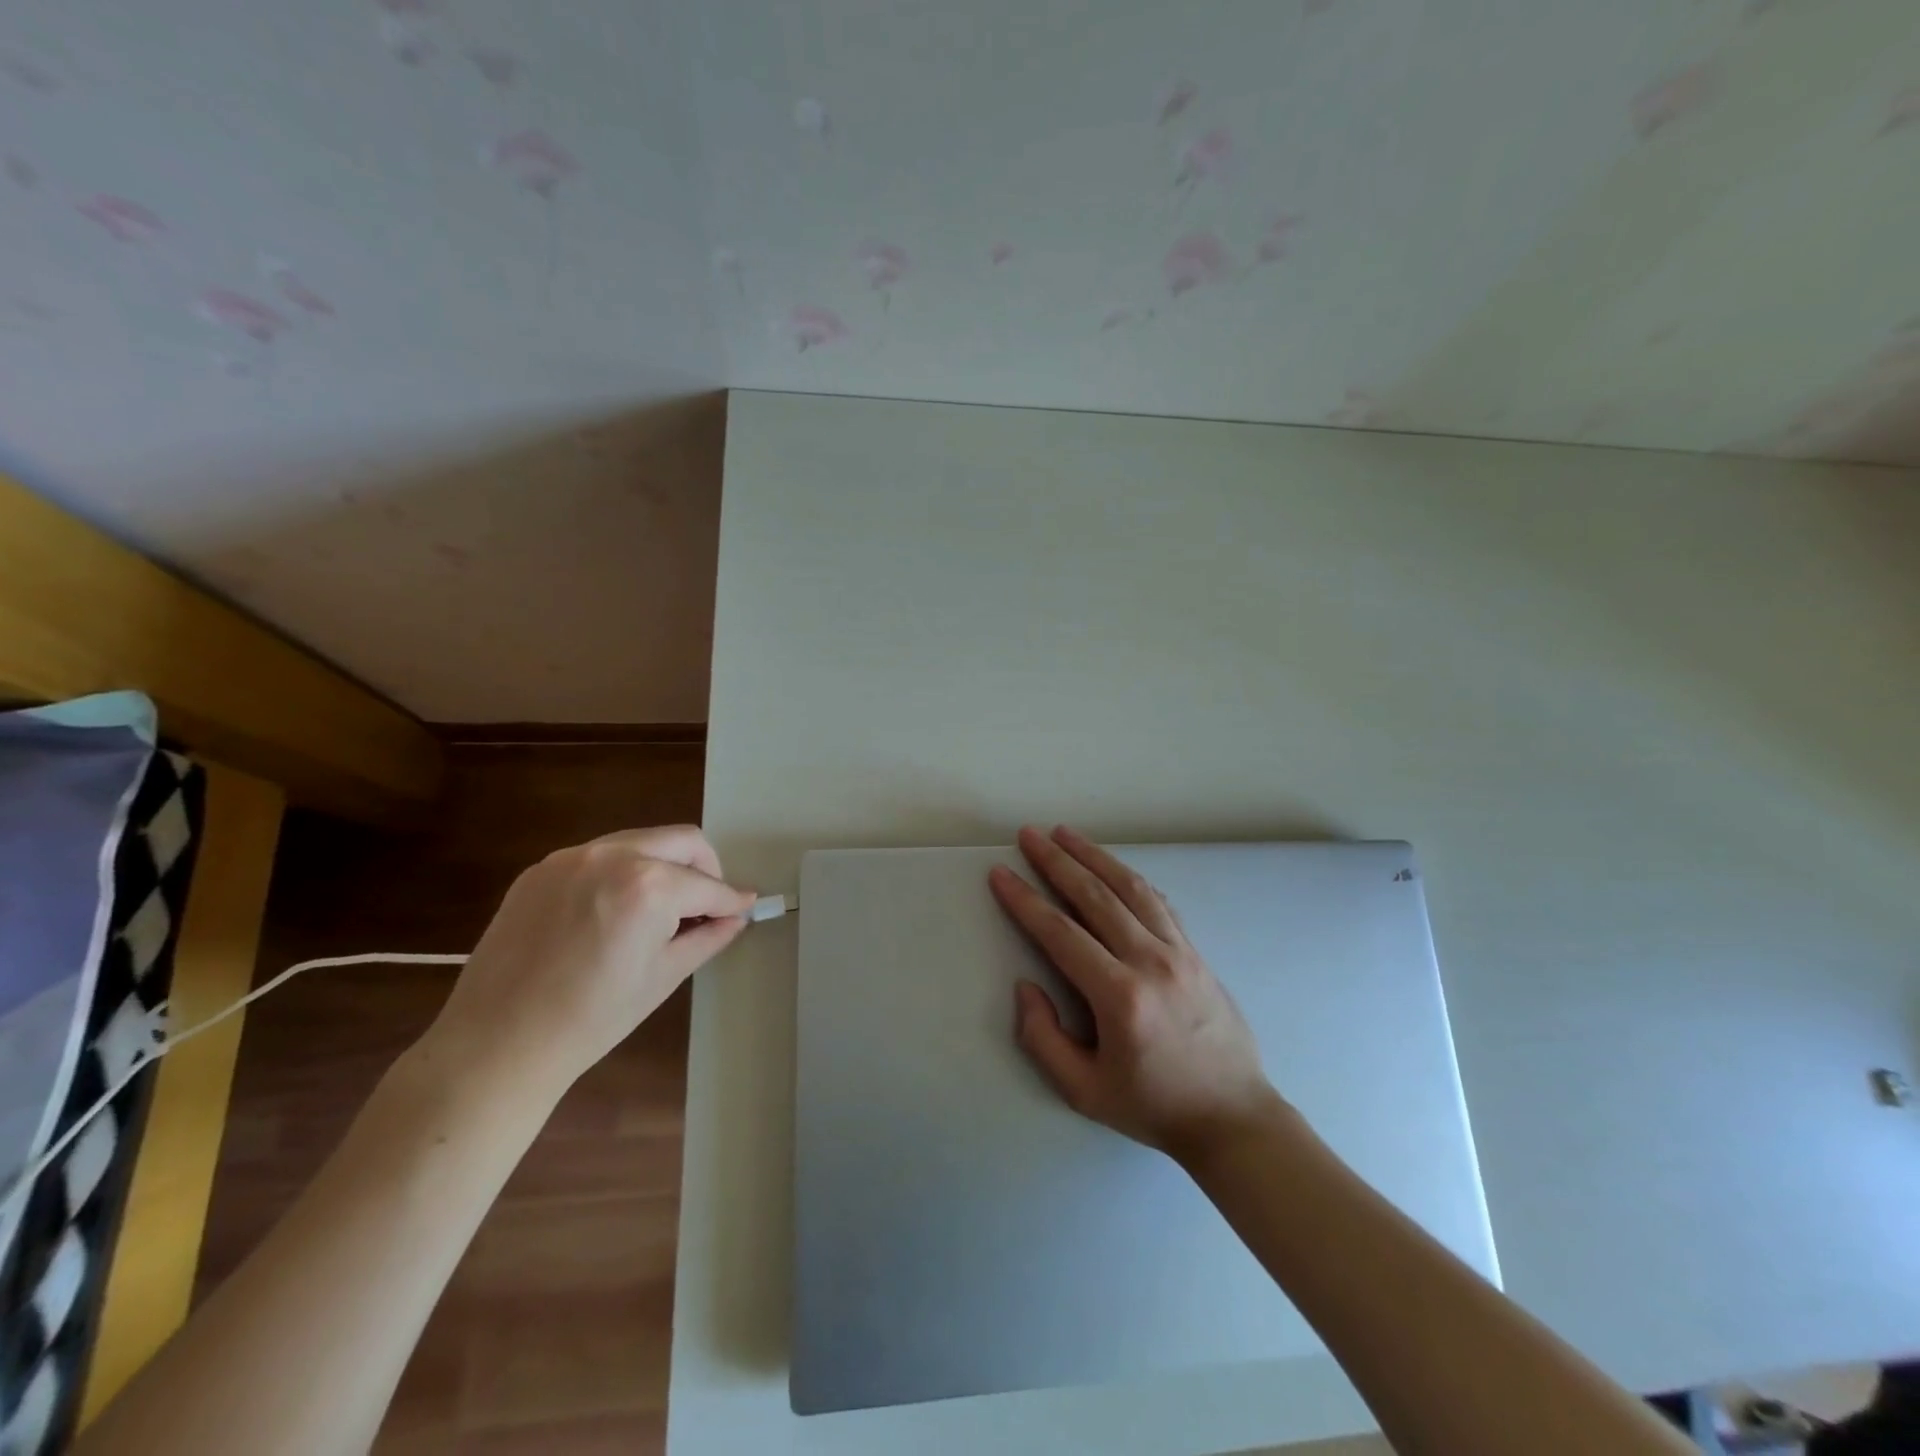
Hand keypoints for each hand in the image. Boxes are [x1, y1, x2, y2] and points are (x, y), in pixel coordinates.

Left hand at [424, 825, 753, 1096]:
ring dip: (663, 865)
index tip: (744, 907)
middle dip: (705, 868)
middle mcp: (613, 856)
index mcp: (649, 886)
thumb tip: (737, 916)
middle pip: (682, 840)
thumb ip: (708, 936)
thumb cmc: (593, 1018)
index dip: (731, 900)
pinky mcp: (541, 869)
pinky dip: (621, 873)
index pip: (708, 885)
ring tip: (659, 909)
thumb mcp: (664, 976)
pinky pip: (599, 856)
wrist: (498, 1043)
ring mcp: (572, 858)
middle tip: (705, 905)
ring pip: (641, 842)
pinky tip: (613, 912)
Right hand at [989, 825, 1283, 1163]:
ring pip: (1130, 888)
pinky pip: (1158, 902)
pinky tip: (1112, 867)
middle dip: (1057, 861)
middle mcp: (1151, 961)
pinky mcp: (1196, 952)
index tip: (1002, 873)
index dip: (1026, 900)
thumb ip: (1043, 1039)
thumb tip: (1026, 987)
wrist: (1233, 1117)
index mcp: (1120, 997)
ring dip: (1094, 856)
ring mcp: (1179, 952)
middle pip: (1096, 896)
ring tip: (1065, 834)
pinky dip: (1129, 878)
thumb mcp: (1084, 1091)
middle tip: (1029, 835)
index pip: (1061, 933)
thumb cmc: (1153, 1106)